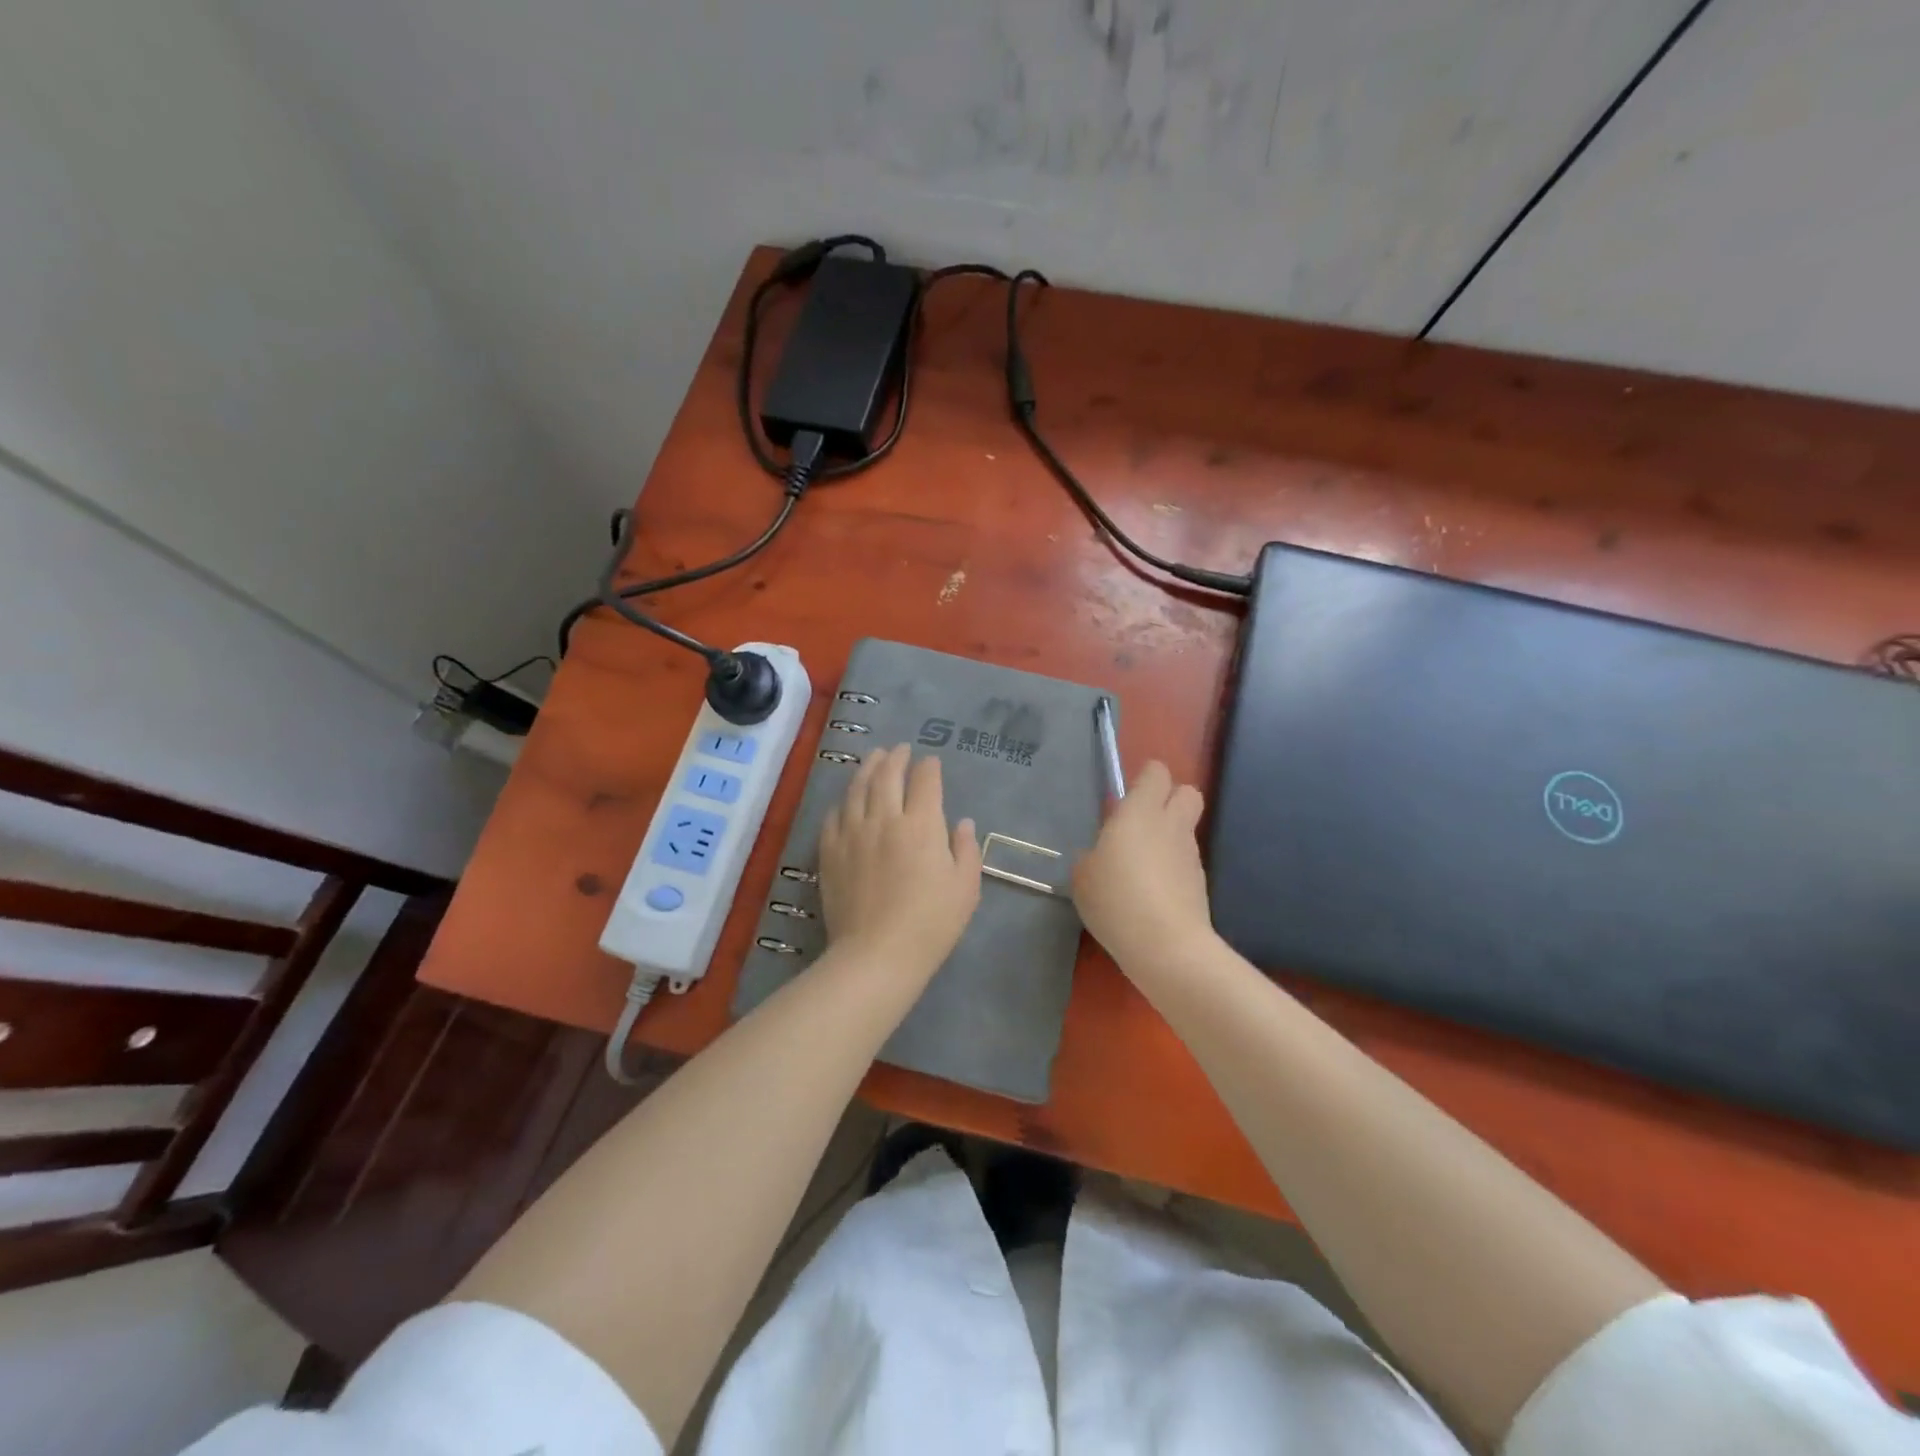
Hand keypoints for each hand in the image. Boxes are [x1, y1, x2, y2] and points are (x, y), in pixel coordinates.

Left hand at [819, 744, 981, 980]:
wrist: (876, 954)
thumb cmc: (930, 923)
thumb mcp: (965, 888)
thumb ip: (966, 850)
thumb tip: (963, 823)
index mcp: (922, 825)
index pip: (925, 781)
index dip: (929, 767)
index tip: (931, 762)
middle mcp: (885, 819)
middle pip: (888, 775)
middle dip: (896, 757)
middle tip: (900, 749)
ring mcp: (853, 833)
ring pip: (858, 788)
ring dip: (868, 768)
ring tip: (874, 758)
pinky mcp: (830, 851)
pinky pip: (834, 815)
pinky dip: (844, 801)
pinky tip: (848, 800)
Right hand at [1072, 761, 1214, 975]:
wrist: (1167, 946)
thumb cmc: (1117, 900)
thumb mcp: (1083, 877)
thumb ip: (1091, 856)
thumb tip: (1099, 855)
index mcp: (1140, 812)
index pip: (1156, 772)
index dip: (1144, 779)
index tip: (1125, 797)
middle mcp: (1171, 824)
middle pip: (1187, 791)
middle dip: (1169, 799)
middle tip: (1140, 822)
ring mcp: (1190, 854)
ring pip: (1185, 829)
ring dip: (1167, 837)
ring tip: (1140, 867)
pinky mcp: (1200, 883)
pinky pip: (1185, 861)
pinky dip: (1171, 868)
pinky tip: (1151, 894)